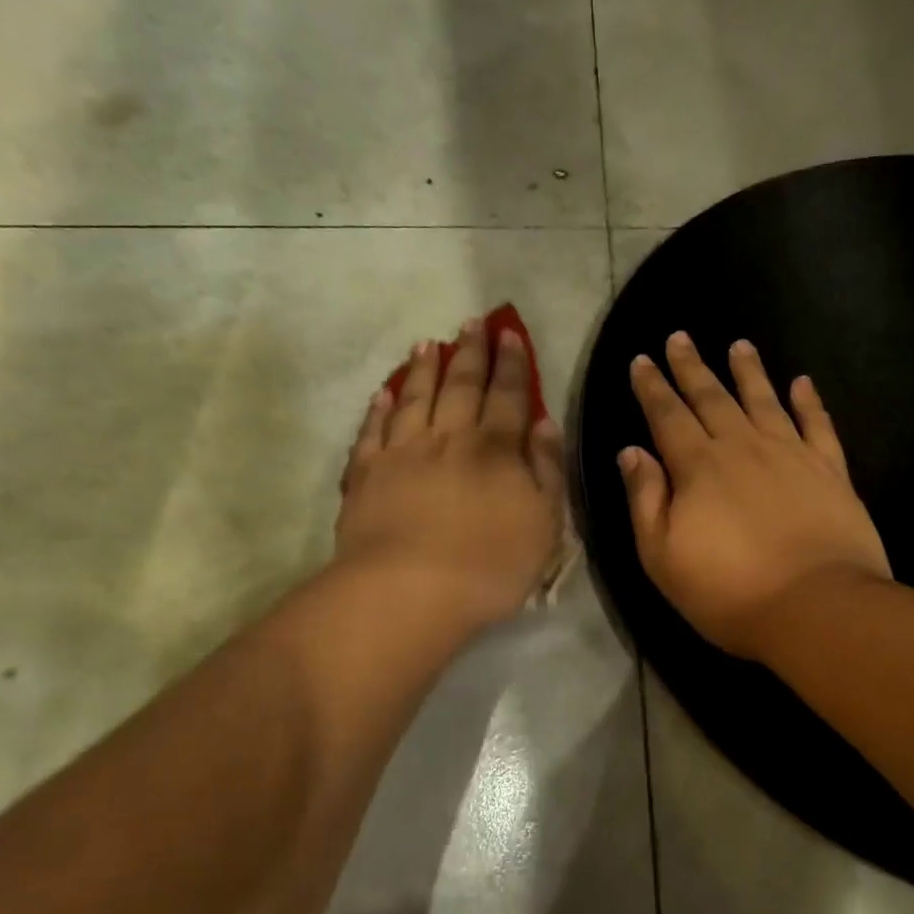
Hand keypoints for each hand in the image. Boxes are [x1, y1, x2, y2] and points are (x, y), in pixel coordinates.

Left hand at [334, 318, 565, 633]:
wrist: (411, 591)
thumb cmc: (491, 564)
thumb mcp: (544, 522)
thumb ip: (547, 469)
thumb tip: (545, 423)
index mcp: (495, 449)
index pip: (508, 396)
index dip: (512, 364)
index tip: (510, 334)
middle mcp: (448, 438)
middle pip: (461, 386)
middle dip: (470, 353)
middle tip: (473, 322)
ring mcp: (402, 453)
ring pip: (415, 398)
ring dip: (423, 369)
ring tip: (428, 343)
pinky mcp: (366, 475)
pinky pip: (373, 431)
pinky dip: (379, 408)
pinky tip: (384, 393)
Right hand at [620, 331, 889, 661]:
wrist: (815, 606)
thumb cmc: (729, 591)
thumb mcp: (663, 557)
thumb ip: (646, 500)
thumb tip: (632, 452)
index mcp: (698, 468)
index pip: (668, 416)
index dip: (652, 388)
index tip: (642, 360)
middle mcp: (743, 447)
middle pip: (712, 398)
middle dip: (692, 367)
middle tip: (680, 337)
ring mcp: (791, 454)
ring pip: (764, 400)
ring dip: (749, 371)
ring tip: (740, 344)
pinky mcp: (830, 470)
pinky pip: (818, 424)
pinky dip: (809, 401)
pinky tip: (802, 383)